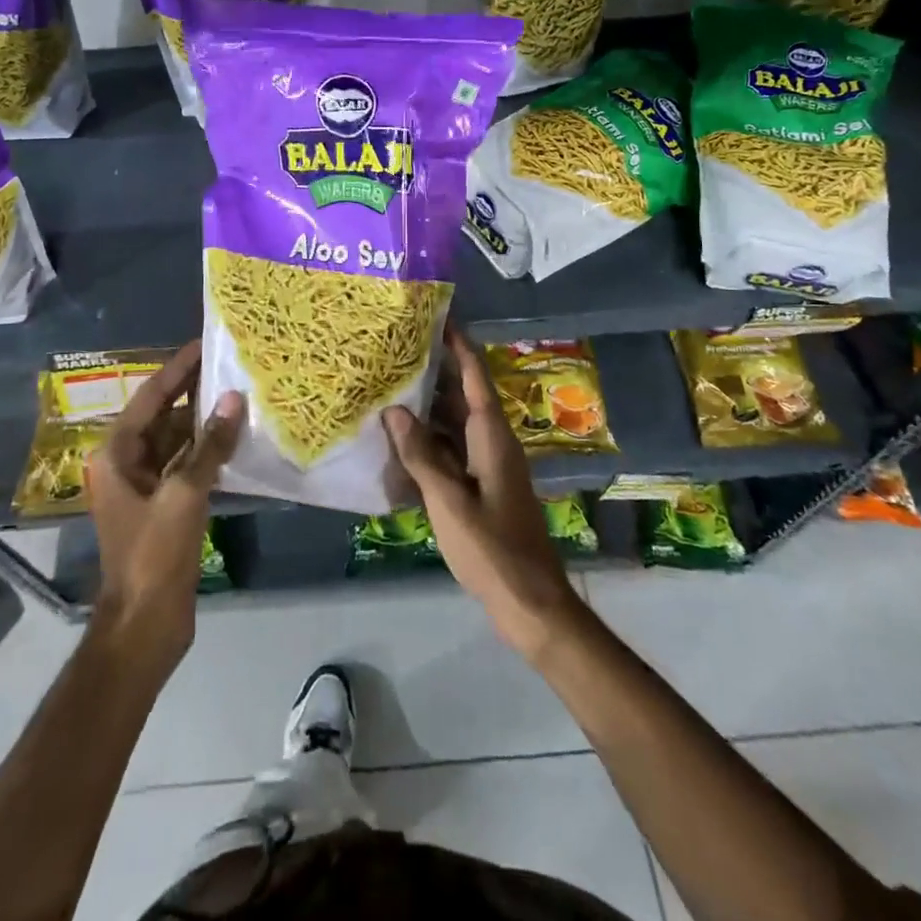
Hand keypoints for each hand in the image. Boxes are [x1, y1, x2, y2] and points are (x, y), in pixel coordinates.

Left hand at [86, 341, 243, 666]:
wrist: (145, 623)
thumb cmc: (154, 554)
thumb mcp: (184, 494)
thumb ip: (210, 444)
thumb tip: (233, 398)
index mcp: (117, 454)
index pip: (150, 397)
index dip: (177, 370)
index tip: (203, 344)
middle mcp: (127, 463)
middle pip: (164, 416)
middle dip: (195, 391)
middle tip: (230, 364)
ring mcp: (147, 486)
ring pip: (178, 440)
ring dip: (205, 421)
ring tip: (240, 393)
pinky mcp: (166, 505)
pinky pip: (188, 464)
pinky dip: (209, 450)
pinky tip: (237, 437)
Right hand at [382, 327, 586, 658]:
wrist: (530, 602)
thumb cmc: (492, 549)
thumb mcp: (449, 501)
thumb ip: (421, 455)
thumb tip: (395, 410)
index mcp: (492, 436)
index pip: (475, 376)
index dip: (458, 345)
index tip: (436, 317)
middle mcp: (492, 442)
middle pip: (462, 396)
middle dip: (434, 371)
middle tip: (397, 349)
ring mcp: (488, 465)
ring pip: (455, 424)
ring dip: (427, 407)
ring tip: (390, 385)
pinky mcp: (481, 486)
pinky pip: (452, 450)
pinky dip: (429, 440)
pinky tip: (400, 439)